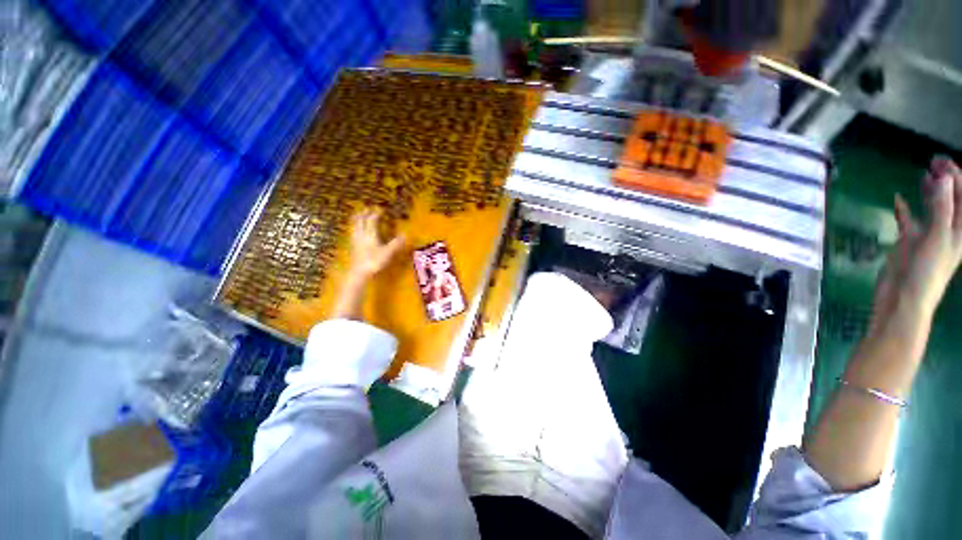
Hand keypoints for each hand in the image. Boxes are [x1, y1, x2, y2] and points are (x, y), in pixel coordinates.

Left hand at [347, 210, 405, 280]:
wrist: (359, 272)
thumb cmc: (374, 261)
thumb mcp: (388, 252)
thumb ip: (396, 243)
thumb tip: (406, 234)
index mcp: (370, 234)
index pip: (372, 220)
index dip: (376, 214)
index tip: (380, 209)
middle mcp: (362, 235)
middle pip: (361, 221)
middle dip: (364, 214)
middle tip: (367, 208)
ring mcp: (356, 241)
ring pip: (355, 226)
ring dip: (357, 220)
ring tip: (358, 216)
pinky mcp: (353, 247)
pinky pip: (353, 233)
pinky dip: (354, 228)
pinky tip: (355, 231)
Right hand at [872, 157, 961, 330]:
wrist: (903, 298)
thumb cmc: (926, 272)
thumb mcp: (937, 239)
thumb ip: (941, 208)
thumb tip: (943, 177)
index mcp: (959, 230)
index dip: (957, 178)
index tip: (943, 163)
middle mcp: (947, 229)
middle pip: (950, 199)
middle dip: (946, 180)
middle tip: (935, 162)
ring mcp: (927, 234)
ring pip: (932, 206)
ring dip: (929, 190)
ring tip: (924, 173)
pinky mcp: (908, 240)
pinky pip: (908, 220)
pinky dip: (904, 209)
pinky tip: (898, 199)